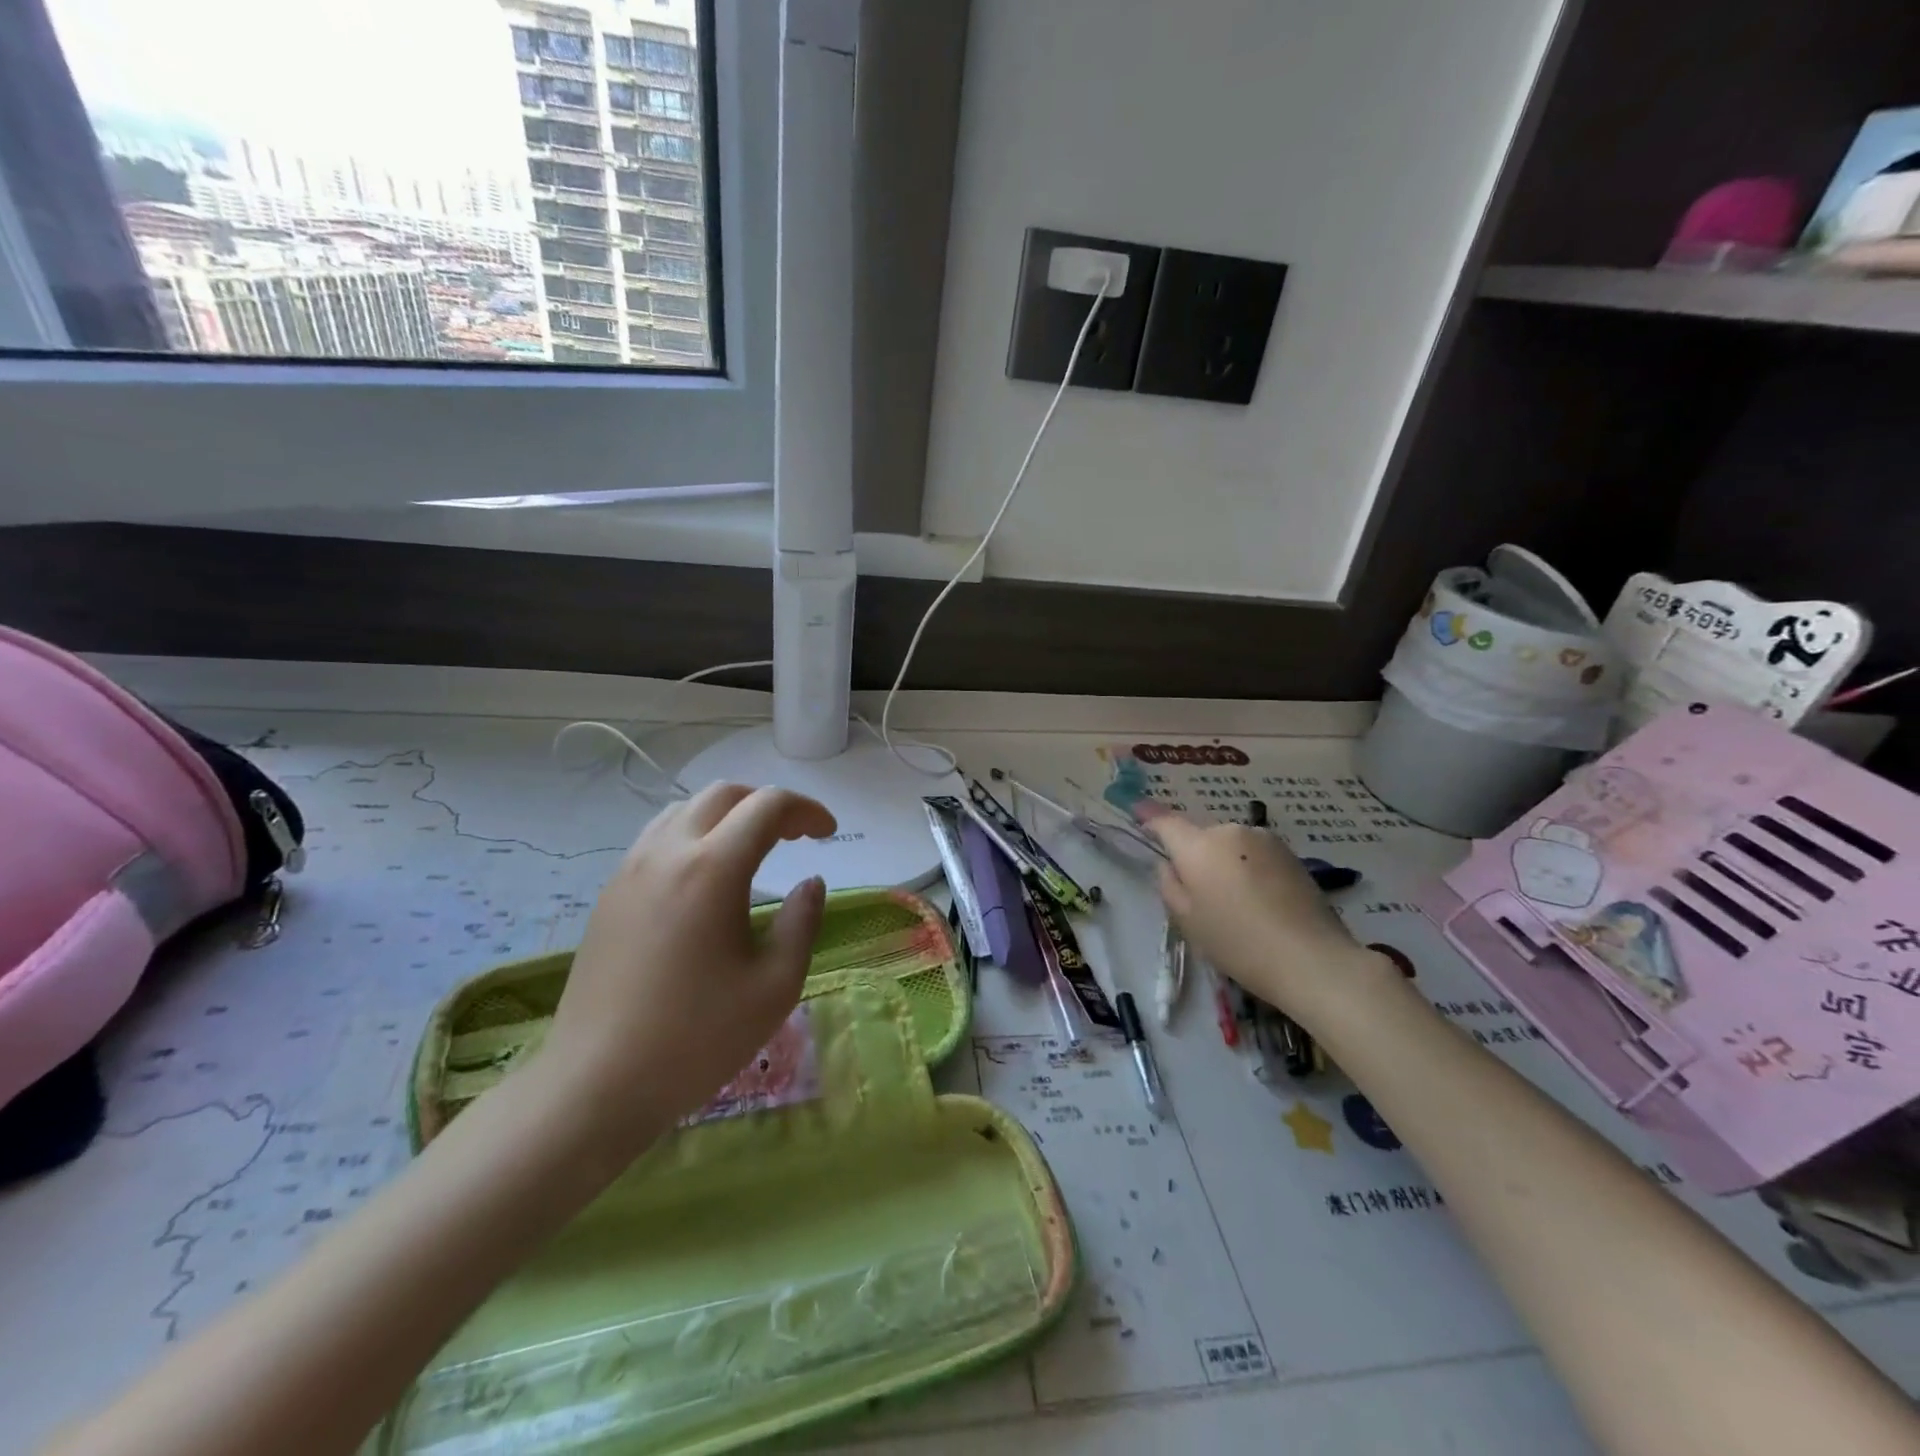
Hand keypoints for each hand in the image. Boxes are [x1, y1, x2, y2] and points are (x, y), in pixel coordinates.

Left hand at [545, 783, 835, 1150]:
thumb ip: (802, 922)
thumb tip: (811, 882)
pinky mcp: (609, 894)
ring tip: (752, 850)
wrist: (595, 1085)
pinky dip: (694, 835)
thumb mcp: (775, 986)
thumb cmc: (696, 1038)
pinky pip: (658, 838)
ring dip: (728, 815)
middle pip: (724, 794)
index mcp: (713, 869)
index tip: (828, 834)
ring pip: (685, 809)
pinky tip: (705, 878)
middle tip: (795, 836)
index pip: (767, 806)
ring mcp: (630, 870)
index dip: (807, 810)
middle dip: (767, 804)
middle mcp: (667, 853)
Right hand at [1151, 815, 1385, 1023]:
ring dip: (1225, 863)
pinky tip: (1260, 901)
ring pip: (1230, 845)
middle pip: (1201, 837)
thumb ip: (1169, 884)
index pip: (1166, 822)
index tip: (1139, 815)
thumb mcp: (1187, 921)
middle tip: (1200, 893)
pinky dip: (1249, 869)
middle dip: (1195, 855)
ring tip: (1236, 902)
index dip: (1150, 818)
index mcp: (1198, 847)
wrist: (1311, 959)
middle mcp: (1230, 832)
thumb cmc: (1237, 943)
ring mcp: (1264, 840)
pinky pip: (1254, 854)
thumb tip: (1169, 864)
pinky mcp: (1290, 853)